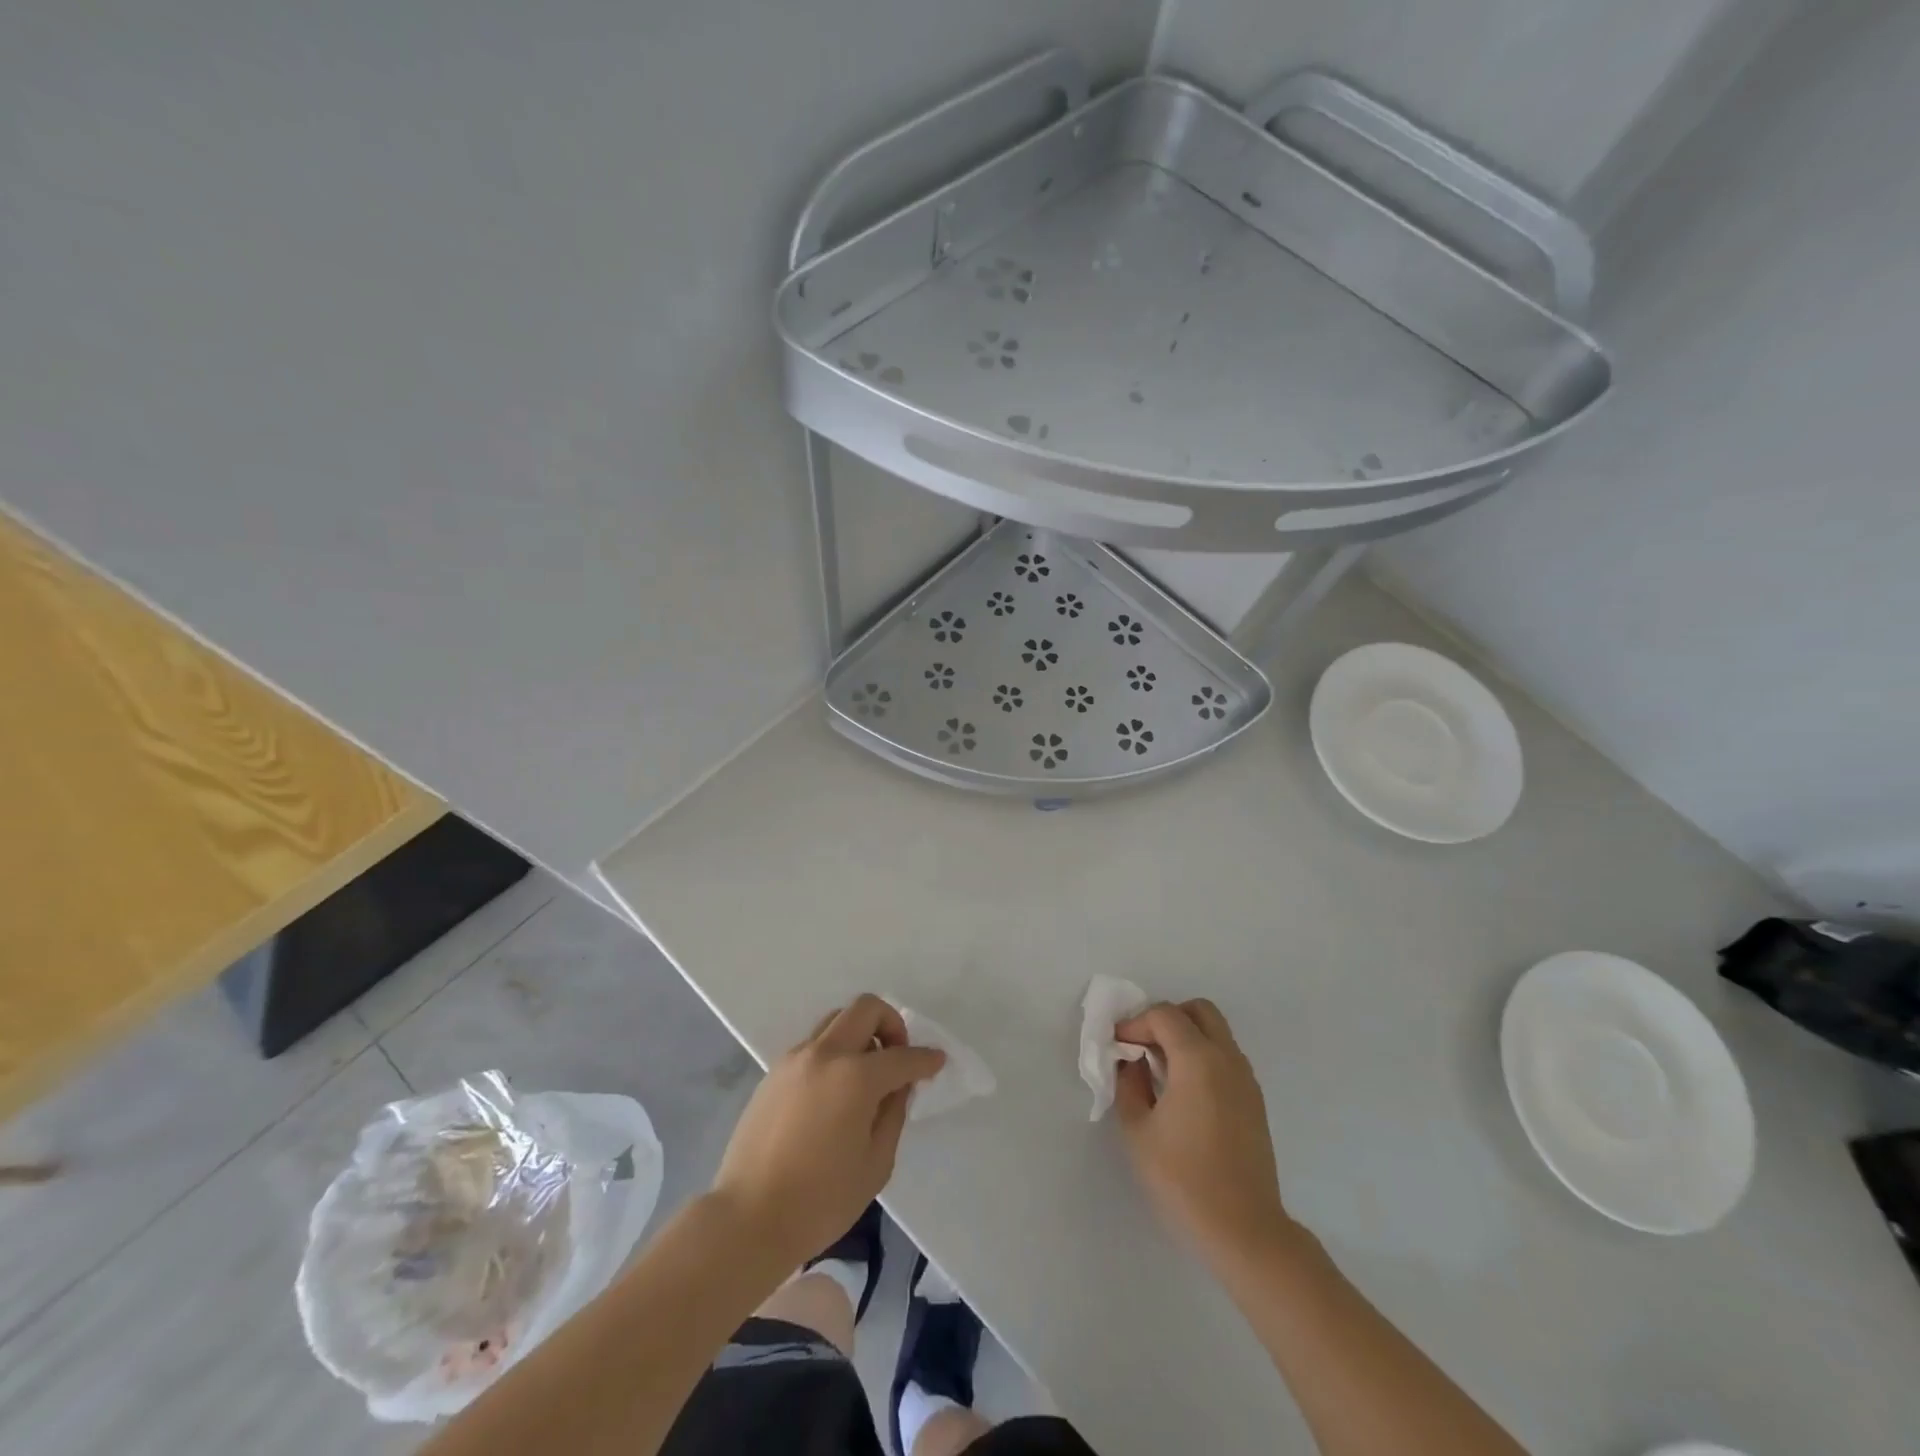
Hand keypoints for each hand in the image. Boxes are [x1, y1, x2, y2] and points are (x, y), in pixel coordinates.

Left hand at [712, 994, 944, 1269]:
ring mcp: (795, 1059)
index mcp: (855, 1077)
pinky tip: (835, 1091)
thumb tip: (896, 1087)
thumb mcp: (875, 1164)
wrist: (747, 1218)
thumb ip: (892, 1115)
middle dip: (891, 1024)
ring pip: (836, 1020)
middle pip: (866, 1009)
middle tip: (898, 1056)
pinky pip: (814, 1045)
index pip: (902, 1056)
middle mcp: (825, 1054)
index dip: (925, 1059)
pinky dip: (834, 1052)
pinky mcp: (774, 1072)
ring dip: (859, 1033)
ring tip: (865, 1073)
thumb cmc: (820, 1200)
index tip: (937, 1061)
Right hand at [1114, 999, 1294, 1268]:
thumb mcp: (1137, 1130)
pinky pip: (1226, 1058)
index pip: (1164, 1015)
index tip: (1117, 1046)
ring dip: (1187, 1037)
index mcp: (1198, 1059)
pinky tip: (1184, 1092)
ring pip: (1216, 1033)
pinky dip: (1203, 1057)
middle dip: (1167, 1018)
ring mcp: (1246, 1079)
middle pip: (1199, 1011)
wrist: (1244, 1230)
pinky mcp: (1254, 1101)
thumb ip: (1129, 1084)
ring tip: (1160, 1070)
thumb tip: (1132, 1062)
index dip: (1135, 1023)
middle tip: (1144, 1046)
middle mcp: (1227, 1058)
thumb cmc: (1183, 1178)